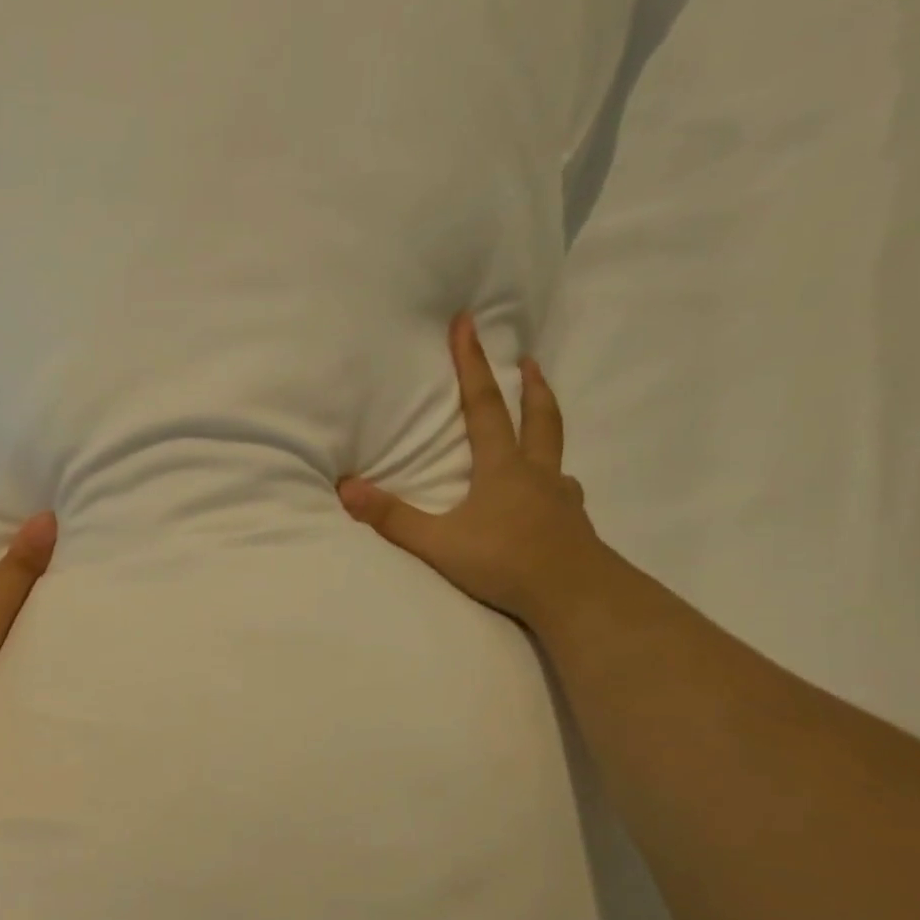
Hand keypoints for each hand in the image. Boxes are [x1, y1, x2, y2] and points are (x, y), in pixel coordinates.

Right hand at [338, 313, 599, 629]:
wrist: (574, 596)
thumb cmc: (505, 562)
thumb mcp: (438, 543)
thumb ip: (392, 518)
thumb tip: (345, 488)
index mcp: (502, 468)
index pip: (483, 405)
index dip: (472, 363)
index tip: (467, 323)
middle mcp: (536, 473)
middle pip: (538, 417)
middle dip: (530, 385)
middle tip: (528, 360)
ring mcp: (560, 497)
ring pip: (555, 452)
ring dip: (547, 427)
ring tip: (541, 422)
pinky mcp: (573, 524)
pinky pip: (563, 490)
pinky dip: (555, 480)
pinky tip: (553, 493)